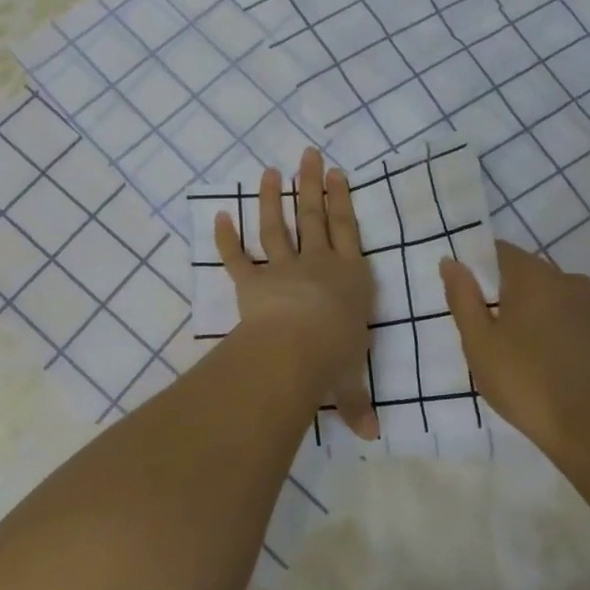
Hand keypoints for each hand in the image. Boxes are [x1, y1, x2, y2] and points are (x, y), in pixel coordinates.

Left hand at [215, 148, 377, 438]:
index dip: (341, 199)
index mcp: (349, 276)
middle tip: (307, 153)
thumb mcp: (350, 380)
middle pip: (314, 215)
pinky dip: (225, 237)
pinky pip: (236, 256)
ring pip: (277, 225)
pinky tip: (219, 214)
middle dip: (311, 183)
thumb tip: (370, 436)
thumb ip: (356, 402)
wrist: (297, 348)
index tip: (336, 172)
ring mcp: (282, 268)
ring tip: (270, 170)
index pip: (347, 230)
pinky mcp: (250, 281)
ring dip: (272, 197)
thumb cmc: (334, 357)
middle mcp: (318, 264)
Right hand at [439, 240, 589, 464]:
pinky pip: (573, 318)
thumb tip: (450, 261)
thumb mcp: (479, 342)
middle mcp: (568, 281)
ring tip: (519, 347)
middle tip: (489, 329)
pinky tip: (548, 360)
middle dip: (506, 291)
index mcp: (534, 276)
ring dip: (534, 310)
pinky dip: (557, 328)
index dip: (479, 268)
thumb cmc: (525, 382)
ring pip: (553, 295)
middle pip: (528, 272)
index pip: (500, 251)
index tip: (469, 297)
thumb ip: (462, 297)